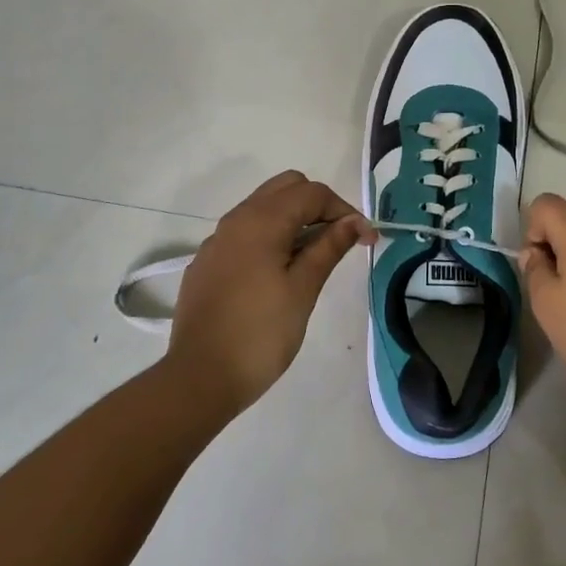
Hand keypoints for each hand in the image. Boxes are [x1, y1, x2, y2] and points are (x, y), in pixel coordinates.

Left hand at [165, 172, 374, 414]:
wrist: (200, 378)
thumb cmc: (261, 334)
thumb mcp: (303, 289)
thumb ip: (329, 248)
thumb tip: (354, 222)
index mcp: (261, 221)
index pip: (312, 192)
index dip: (344, 210)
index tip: (366, 240)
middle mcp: (236, 219)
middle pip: (285, 188)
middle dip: (318, 206)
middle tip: (338, 241)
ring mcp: (217, 241)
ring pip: (263, 208)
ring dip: (293, 219)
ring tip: (313, 258)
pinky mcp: (207, 262)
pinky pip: (244, 232)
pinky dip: (270, 237)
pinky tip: (278, 274)